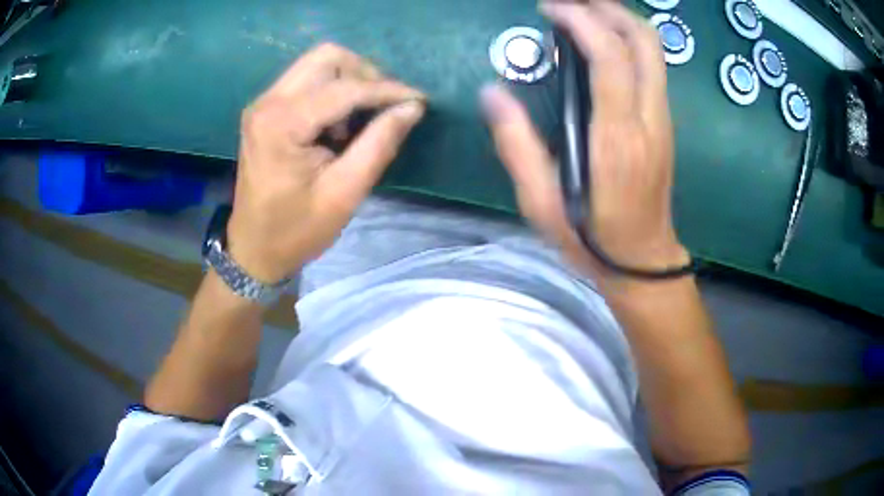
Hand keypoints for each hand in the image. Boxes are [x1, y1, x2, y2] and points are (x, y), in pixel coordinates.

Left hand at [227, 43, 425, 282]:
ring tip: (361, 119)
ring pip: (317, 63)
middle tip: (386, 106)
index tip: (420, 100)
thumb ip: (379, 144)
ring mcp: (264, 103)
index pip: (345, 88)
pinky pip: (307, 80)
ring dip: (349, 81)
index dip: (387, 90)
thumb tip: (413, 107)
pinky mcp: (266, 110)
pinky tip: (339, 123)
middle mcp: (268, 102)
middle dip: (365, 75)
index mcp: (282, 124)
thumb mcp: (345, 193)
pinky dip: (332, 91)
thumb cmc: (297, 230)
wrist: (254, 248)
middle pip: (327, 57)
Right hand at [482, 1, 688, 281]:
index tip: (550, 9)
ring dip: (622, 20)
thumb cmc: (590, 236)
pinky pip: (654, 66)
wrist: (642, 261)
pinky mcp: (665, 123)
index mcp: (616, 136)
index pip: (610, 56)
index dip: (582, 20)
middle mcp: (648, 118)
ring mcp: (662, 119)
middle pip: (645, 41)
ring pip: (655, 50)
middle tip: (573, 1)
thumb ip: (515, 144)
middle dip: (610, 8)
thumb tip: (491, 92)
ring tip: (587, 12)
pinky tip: (605, 41)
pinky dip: (630, 41)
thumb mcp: (541, 201)